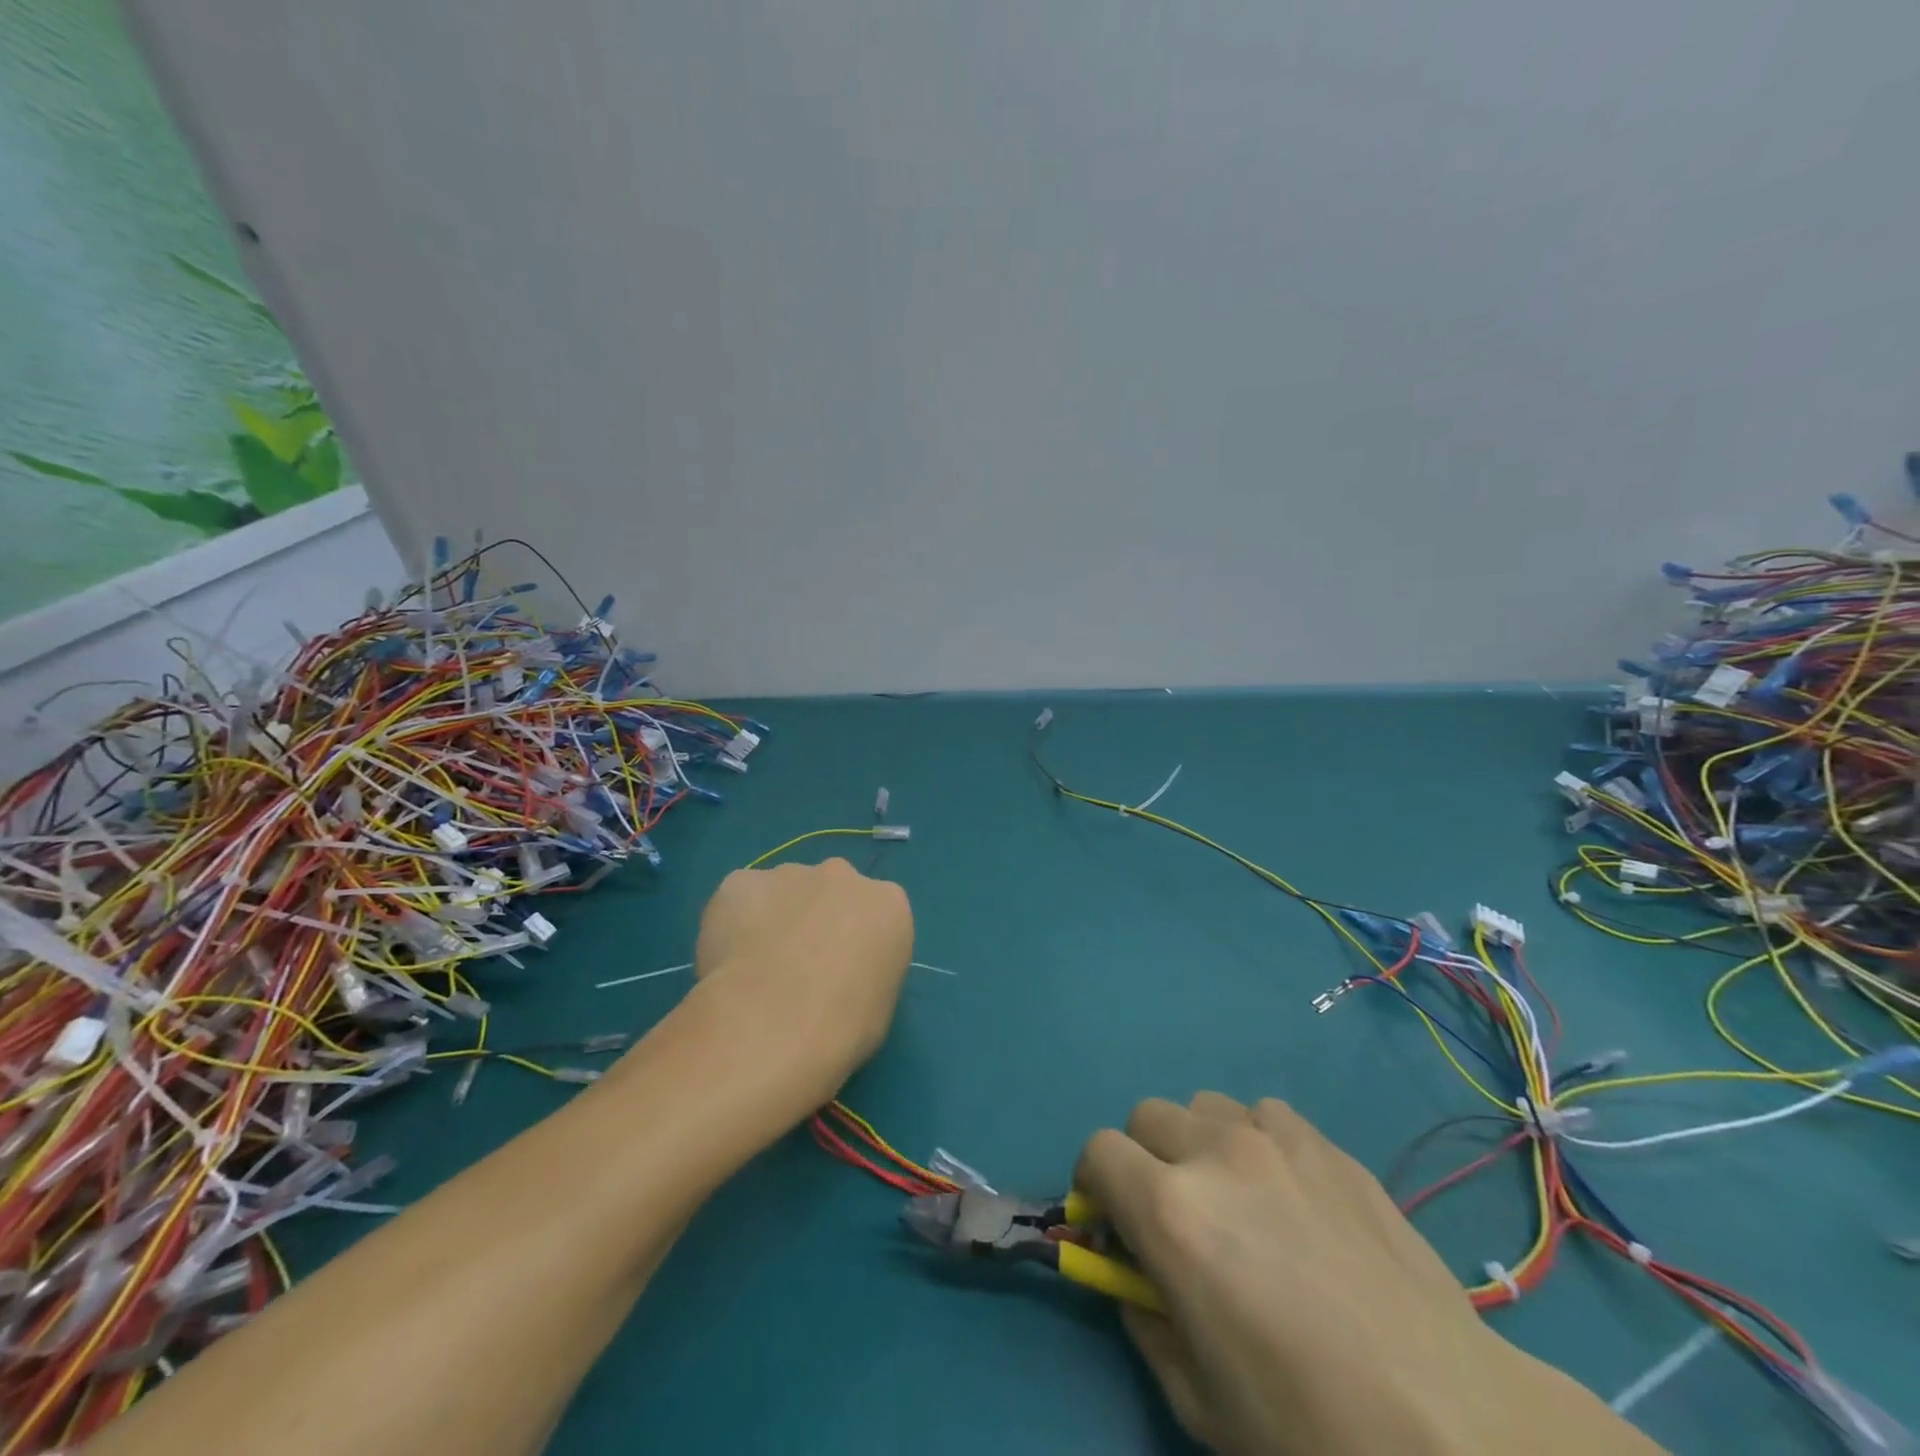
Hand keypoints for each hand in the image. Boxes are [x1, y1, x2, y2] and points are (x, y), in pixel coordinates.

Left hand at [686, 858, 912, 1112]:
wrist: (772, 1026)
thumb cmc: (843, 1028)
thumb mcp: (879, 1004)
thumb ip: (864, 970)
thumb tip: (837, 975)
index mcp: (887, 903)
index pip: (875, 914)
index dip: (854, 943)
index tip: (839, 973)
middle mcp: (842, 875)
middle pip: (829, 892)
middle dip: (815, 920)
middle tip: (795, 969)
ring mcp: (788, 874)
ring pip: (781, 893)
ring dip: (773, 920)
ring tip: (754, 972)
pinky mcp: (739, 882)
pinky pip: (738, 900)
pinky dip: (732, 923)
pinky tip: (727, 962)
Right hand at [1076, 1094, 1663, 1455]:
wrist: (1450, 1422)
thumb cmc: (1309, 1428)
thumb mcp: (1197, 1397)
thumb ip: (1143, 1319)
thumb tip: (1132, 1278)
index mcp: (1171, 1212)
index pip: (1098, 1152)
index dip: (1094, 1186)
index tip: (1111, 1223)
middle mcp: (1214, 1154)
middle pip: (1146, 1117)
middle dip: (1143, 1161)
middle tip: (1175, 1217)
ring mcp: (1274, 1140)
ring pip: (1204, 1107)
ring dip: (1199, 1144)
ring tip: (1236, 1201)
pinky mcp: (1325, 1143)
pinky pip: (1264, 1115)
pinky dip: (1255, 1141)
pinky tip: (1289, 1195)